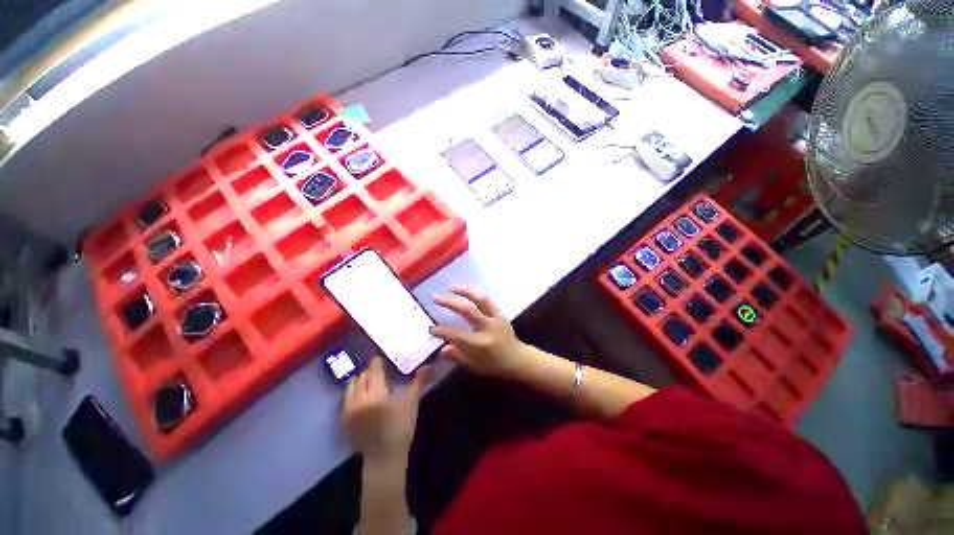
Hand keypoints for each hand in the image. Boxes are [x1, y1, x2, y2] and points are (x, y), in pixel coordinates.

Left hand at [341, 358, 427, 463]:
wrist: (384, 458)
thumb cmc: (401, 428)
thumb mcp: (411, 403)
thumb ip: (418, 382)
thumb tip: (429, 365)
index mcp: (376, 394)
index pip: (373, 370)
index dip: (377, 362)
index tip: (381, 357)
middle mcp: (358, 399)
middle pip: (361, 376)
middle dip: (370, 371)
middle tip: (379, 370)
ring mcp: (348, 410)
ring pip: (351, 387)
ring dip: (360, 381)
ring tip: (369, 381)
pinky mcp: (344, 420)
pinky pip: (346, 399)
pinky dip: (353, 393)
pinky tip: (362, 396)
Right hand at [430, 286, 529, 378]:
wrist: (517, 358)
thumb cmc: (494, 365)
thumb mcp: (474, 366)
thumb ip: (457, 356)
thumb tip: (442, 348)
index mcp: (480, 344)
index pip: (456, 335)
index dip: (442, 331)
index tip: (431, 328)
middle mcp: (487, 328)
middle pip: (467, 311)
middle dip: (450, 302)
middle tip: (436, 297)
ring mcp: (495, 319)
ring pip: (480, 300)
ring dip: (465, 291)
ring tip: (452, 287)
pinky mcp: (500, 314)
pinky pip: (488, 302)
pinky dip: (476, 296)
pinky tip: (467, 293)